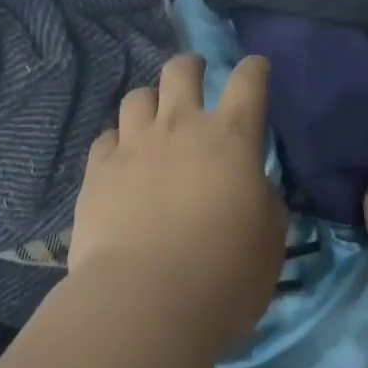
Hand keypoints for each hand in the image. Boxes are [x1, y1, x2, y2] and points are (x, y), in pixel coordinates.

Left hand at [70, 54, 287, 348]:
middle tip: (195, 73)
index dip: (254, 68)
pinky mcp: (98, 170)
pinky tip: (121, 157)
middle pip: (181, 70)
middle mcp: (180, 127)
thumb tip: (252, 186)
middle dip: (191, 65)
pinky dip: (118, 141)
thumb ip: (264, 201)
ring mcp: (134, 145)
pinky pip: (106, 137)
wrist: (144, 302)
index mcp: (231, 138)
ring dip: (150, 101)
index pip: (248, 82)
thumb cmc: (223, 274)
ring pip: (138, 96)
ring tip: (154, 116)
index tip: (256, 66)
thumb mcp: (269, 240)